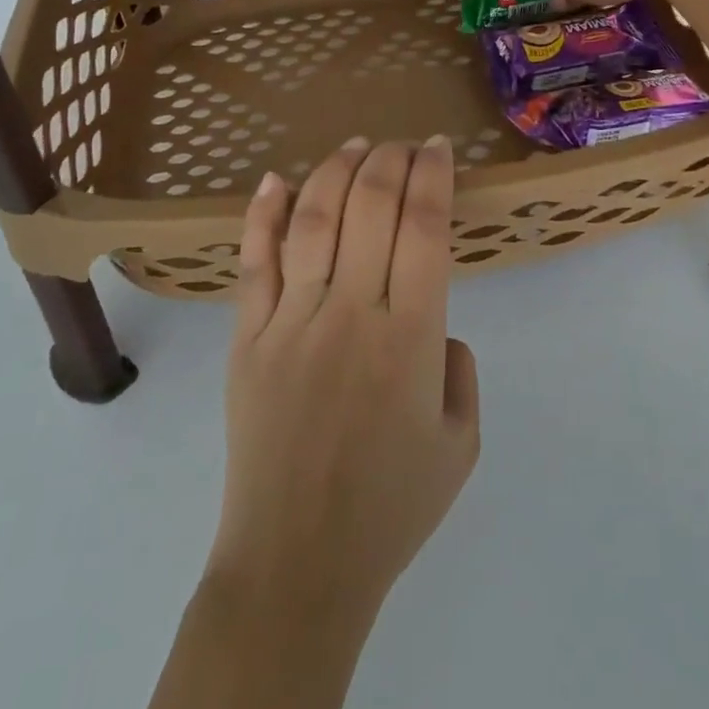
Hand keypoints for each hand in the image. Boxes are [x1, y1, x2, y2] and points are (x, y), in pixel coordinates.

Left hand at [209, 136, 480, 619]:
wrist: (297, 565)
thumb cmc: (389, 509)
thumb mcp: (461, 444)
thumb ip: (459, 370)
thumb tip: (434, 325)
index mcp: (410, 337)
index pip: (424, 228)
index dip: (432, 175)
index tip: (437, 149)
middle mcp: (351, 313)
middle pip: (370, 207)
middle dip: (391, 160)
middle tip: (403, 144)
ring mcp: (292, 321)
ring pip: (313, 220)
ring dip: (336, 171)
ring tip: (355, 147)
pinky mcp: (247, 338)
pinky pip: (255, 263)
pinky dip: (263, 215)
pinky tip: (275, 179)